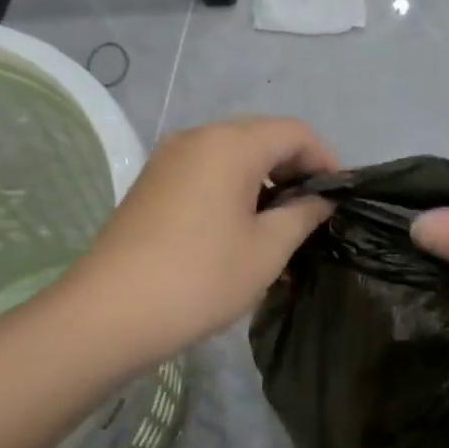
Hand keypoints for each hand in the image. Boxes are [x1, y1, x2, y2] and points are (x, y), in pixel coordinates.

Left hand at [62, 116, 337, 367]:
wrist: (109, 314)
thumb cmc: (201, 278)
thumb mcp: (267, 249)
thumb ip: (303, 215)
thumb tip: (320, 200)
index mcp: (230, 144)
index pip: (295, 132)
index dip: (326, 160)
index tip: (339, 199)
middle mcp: (198, 137)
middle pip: (263, 138)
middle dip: (295, 170)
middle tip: (314, 214)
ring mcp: (169, 159)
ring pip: (233, 156)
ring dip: (264, 183)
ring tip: (281, 228)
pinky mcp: (152, 184)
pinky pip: (206, 173)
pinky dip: (234, 191)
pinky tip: (241, 230)